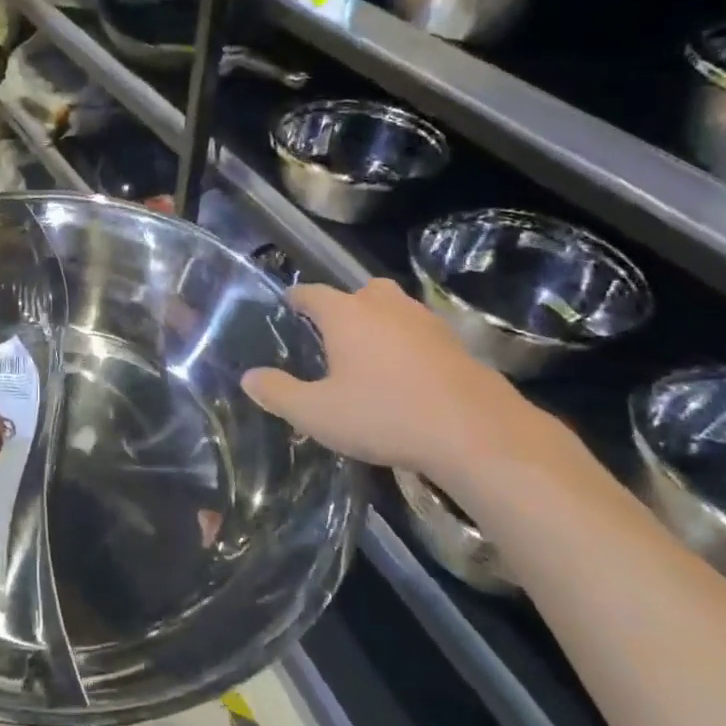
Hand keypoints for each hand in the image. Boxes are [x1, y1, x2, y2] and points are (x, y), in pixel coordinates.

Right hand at [241, 279, 545, 485]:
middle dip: (344, 305)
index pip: (312, 293)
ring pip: (396, 308)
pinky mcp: (458, 346)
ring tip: (369, 352)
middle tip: (332, 332)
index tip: (287, 304)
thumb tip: (248, 378)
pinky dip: (409, 344)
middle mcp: (386, 307)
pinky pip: (422, 333)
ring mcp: (427, 323)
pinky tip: (407, 374)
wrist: (477, 434)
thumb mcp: (317, 413)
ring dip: (380, 321)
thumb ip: (278, 393)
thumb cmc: (385, 415)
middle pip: (360, 291)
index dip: (296, 297)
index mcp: (347, 315)